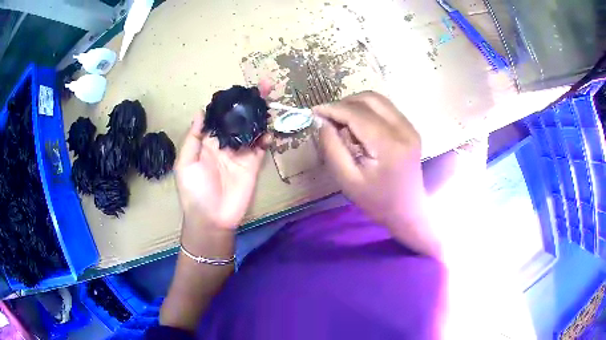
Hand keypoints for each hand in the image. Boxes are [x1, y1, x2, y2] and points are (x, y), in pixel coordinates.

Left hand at [175, 83, 271, 247]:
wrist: (211, 219)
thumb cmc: (194, 192)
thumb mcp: (185, 163)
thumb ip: (193, 138)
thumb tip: (200, 111)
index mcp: (209, 141)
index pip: (222, 116)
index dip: (231, 101)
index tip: (241, 88)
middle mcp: (226, 144)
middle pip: (241, 118)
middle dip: (252, 102)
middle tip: (264, 85)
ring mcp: (241, 154)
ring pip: (254, 129)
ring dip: (262, 115)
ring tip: (271, 100)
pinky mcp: (253, 165)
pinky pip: (261, 148)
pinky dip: (267, 138)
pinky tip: (270, 130)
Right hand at [316, 91, 439, 257]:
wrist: (407, 210)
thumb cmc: (376, 201)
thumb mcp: (347, 180)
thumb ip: (332, 147)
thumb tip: (322, 121)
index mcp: (389, 145)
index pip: (357, 113)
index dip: (333, 109)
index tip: (314, 112)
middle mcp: (403, 129)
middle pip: (369, 99)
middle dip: (344, 103)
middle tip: (328, 119)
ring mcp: (410, 127)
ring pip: (378, 99)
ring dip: (356, 104)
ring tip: (342, 122)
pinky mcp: (410, 128)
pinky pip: (385, 108)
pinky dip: (367, 110)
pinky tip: (359, 126)